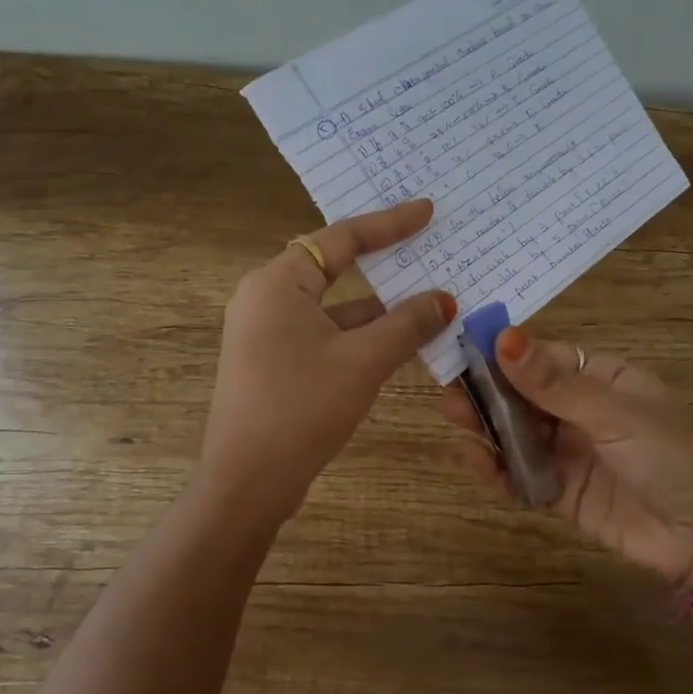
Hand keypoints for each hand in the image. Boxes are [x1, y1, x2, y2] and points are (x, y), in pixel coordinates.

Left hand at [199, 200, 456, 525]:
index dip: (388, 224)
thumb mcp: (363, 361)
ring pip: (333, 308)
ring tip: (430, 302)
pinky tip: (400, 344)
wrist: (248, 482)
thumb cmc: (302, 406)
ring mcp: (267, 334)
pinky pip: (325, 335)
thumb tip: (445, 299)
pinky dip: (360, 337)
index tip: (427, 211)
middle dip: (384, 265)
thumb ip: (407, 324)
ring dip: (378, 310)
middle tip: (428, 248)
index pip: (341, 239)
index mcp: (278, 283)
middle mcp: (266, 299)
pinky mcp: (274, 364)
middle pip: (335, 269)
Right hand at [440, 329, 692, 586]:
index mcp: (602, 379)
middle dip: (488, 395)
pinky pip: (522, 476)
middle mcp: (581, 412)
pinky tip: (479, 463)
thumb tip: (504, 337)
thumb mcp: (615, 412)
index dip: (505, 356)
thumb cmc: (670, 456)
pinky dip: (499, 471)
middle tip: (449, 395)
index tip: (464, 353)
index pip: (542, 358)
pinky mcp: (561, 494)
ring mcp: (570, 453)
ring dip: (488, 430)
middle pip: (523, 397)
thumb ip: (554, 383)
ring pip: (518, 435)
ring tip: (458, 425)